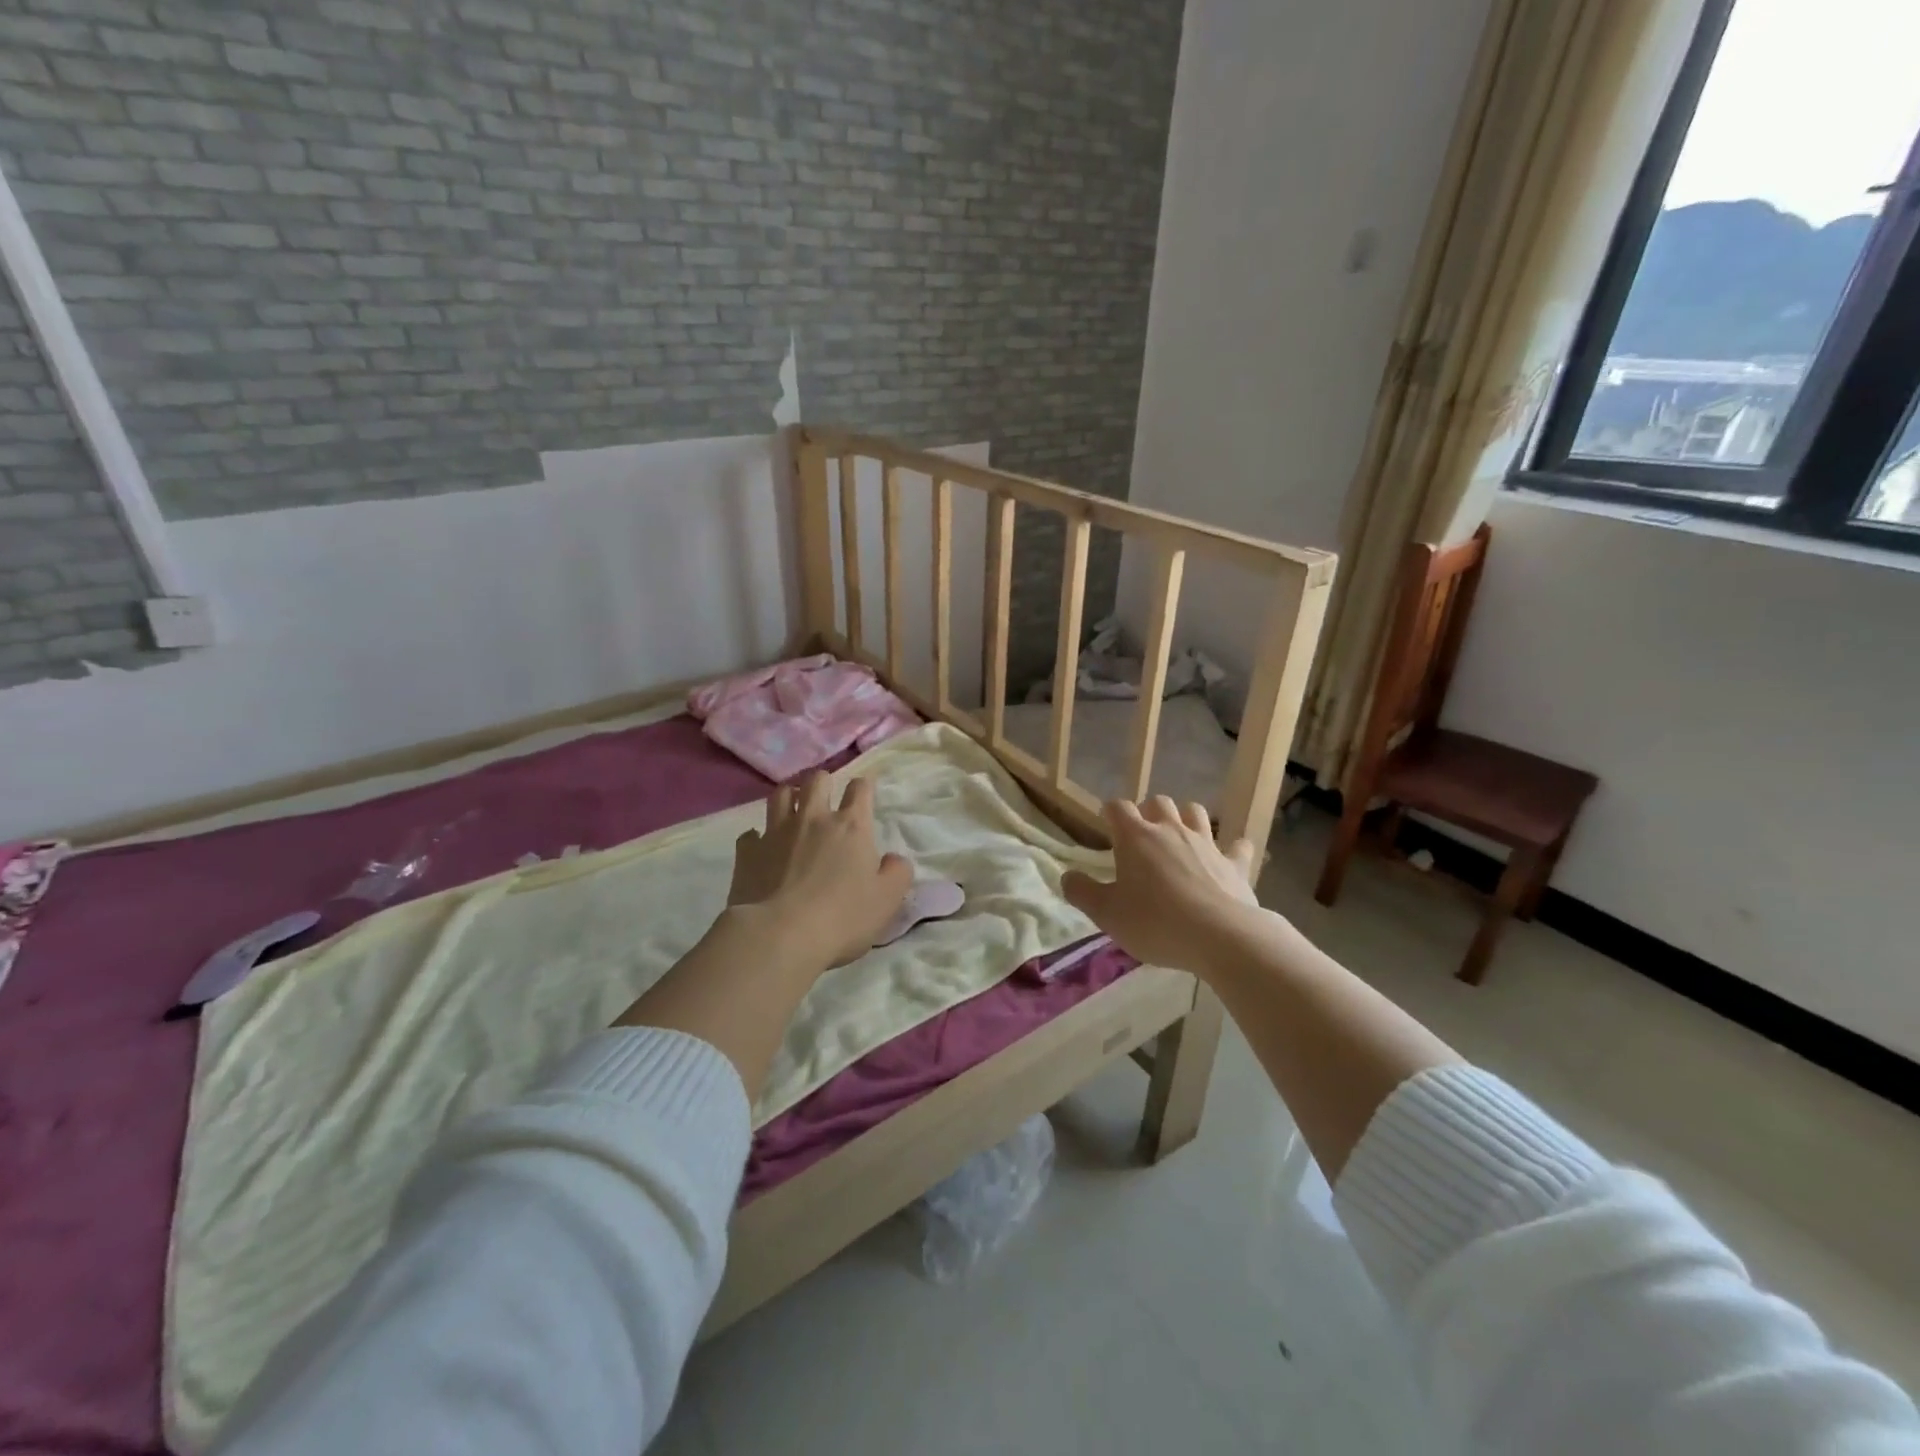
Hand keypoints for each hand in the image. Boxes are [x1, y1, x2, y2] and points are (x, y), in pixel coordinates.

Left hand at [728, 772, 913, 971]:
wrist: (780, 936)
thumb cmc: (842, 917)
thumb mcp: (887, 899)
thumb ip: (897, 873)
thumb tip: (893, 859)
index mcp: (851, 826)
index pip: (860, 789)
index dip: (864, 787)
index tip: (865, 793)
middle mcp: (813, 819)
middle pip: (817, 781)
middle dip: (824, 782)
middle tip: (826, 797)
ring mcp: (776, 833)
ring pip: (780, 795)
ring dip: (789, 796)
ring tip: (793, 809)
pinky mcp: (748, 853)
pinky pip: (750, 834)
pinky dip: (758, 837)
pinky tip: (762, 847)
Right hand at [1062, 797, 1264, 975]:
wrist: (1221, 937)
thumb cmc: (1155, 922)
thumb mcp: (1106, 914)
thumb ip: (1082, 893)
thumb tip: (1066, 877)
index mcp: (1135, 837)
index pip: (1117, 807)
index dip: (1110, 813)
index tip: (1106, 826)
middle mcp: (1171, 830)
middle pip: (1159, 802)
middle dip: (1148, 813)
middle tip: (1142, 837)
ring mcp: (1207, 843)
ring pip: (1195, 812)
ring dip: (1186, 819)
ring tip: (1179, 838)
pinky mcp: (1235, 864)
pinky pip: (1237, 846)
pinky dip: (1231, 849)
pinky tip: (1228, 857)